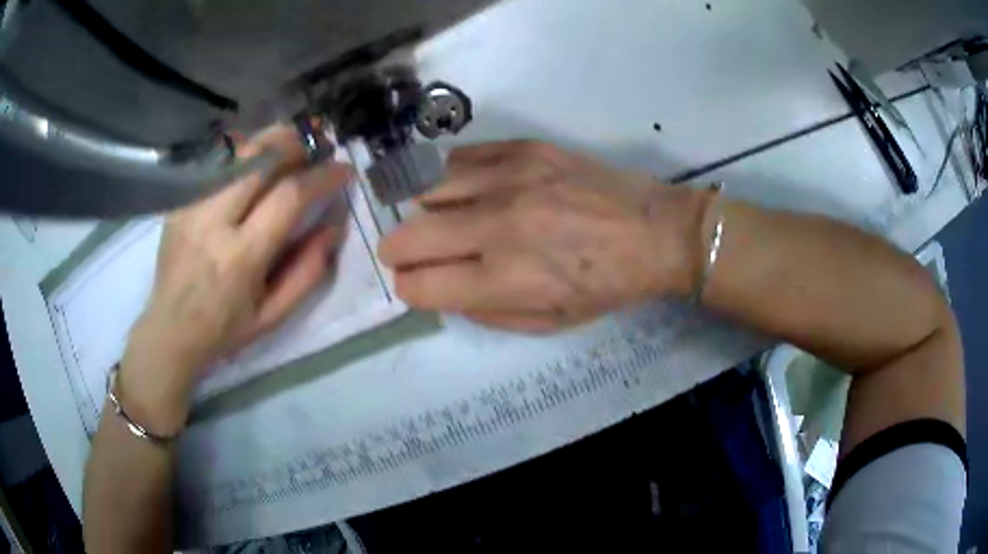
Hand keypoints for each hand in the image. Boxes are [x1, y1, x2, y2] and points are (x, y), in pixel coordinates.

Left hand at [121, 127, 351, 433]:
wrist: (170, 329)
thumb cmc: (225, 329)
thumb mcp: (273, 315)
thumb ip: (307, 271)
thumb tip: (334, 226)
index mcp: (241, 257)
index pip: (288, 197)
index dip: (322, 176)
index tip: (343, 170)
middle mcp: (213, 222)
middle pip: (259, 158)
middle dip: (296, 144)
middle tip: (316, 146)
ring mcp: (192, 206)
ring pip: (236, 153)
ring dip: (269, 141)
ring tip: (290, 146)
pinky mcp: (180, 201)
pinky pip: (215, 162)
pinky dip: (242, 154)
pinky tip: (255, 161)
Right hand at [379, 141, 707, 331]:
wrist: (655, 231)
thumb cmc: (606, 285)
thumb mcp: (549, 323)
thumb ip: (486, 312)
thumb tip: (443, 290)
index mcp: (505, 278)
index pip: (420, 284)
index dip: (408, 287)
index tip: (414, 283)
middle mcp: (498, 225)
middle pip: (410, 235)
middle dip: (397, 251)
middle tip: (404, 253)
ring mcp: (509, 178)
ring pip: (427, 189)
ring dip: (422, 211)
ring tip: (437, 218)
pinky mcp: (523, 148)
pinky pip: (460, 158)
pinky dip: (450, 177)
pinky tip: (463, 188)